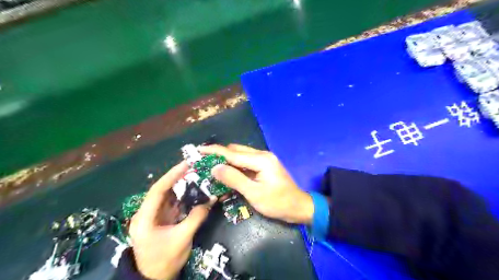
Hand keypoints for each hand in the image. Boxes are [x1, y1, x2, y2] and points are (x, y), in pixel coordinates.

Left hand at [130, 162, 214, 279]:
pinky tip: (193, 191)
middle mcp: (146, 213)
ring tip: (195, 175)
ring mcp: (154, 216)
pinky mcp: (161, 219)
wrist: (154, 279)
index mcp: (145, 217)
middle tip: (194, 167)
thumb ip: (196, 218)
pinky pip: (172, 203)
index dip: (172, 176)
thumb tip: (211, 200)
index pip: (157, 190)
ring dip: (181, 186)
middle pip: (162, 190)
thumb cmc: (164, 260)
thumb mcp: (182, 239)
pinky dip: (183, 197)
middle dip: (177, 178)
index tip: (186, 164)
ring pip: (168, 195)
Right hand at [198, 145, 309, 224]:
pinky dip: (234, 168)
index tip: (198, 150)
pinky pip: (245, 164)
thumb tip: (215, 167)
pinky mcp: (263, 167)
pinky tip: (226, 176)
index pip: (233, 153)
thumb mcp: (254, 193)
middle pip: (236, 151)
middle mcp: (262, 155)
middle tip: (203, 163)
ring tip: (211, 168)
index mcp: (261, 159)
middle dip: (219, 156)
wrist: (298, 207)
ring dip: (226, 162)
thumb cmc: (278, 203)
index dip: (214, 151)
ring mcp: (263, 160)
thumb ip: (234, 179)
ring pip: (239, 157)